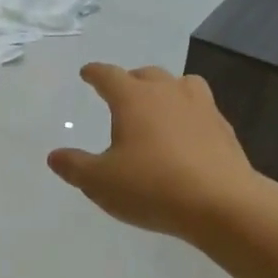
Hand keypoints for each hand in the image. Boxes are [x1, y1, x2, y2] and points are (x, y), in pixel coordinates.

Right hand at [48, 64, 257, 241]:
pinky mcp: (223, 128)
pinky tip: (185, 134)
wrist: (222, 203)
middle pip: (145, 75)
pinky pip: (200, 108)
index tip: (87, 73)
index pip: (108, 75)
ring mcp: (200, 107)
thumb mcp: (101, 182)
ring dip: (164, 89)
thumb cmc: (152, 187)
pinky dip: (188, 113)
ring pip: (179, 84)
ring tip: (158, 106)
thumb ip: (75, 167)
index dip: (95, 73)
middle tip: (120, 94)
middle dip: (130, 81)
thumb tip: (54, 156)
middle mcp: (167, 92)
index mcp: (133, 98)